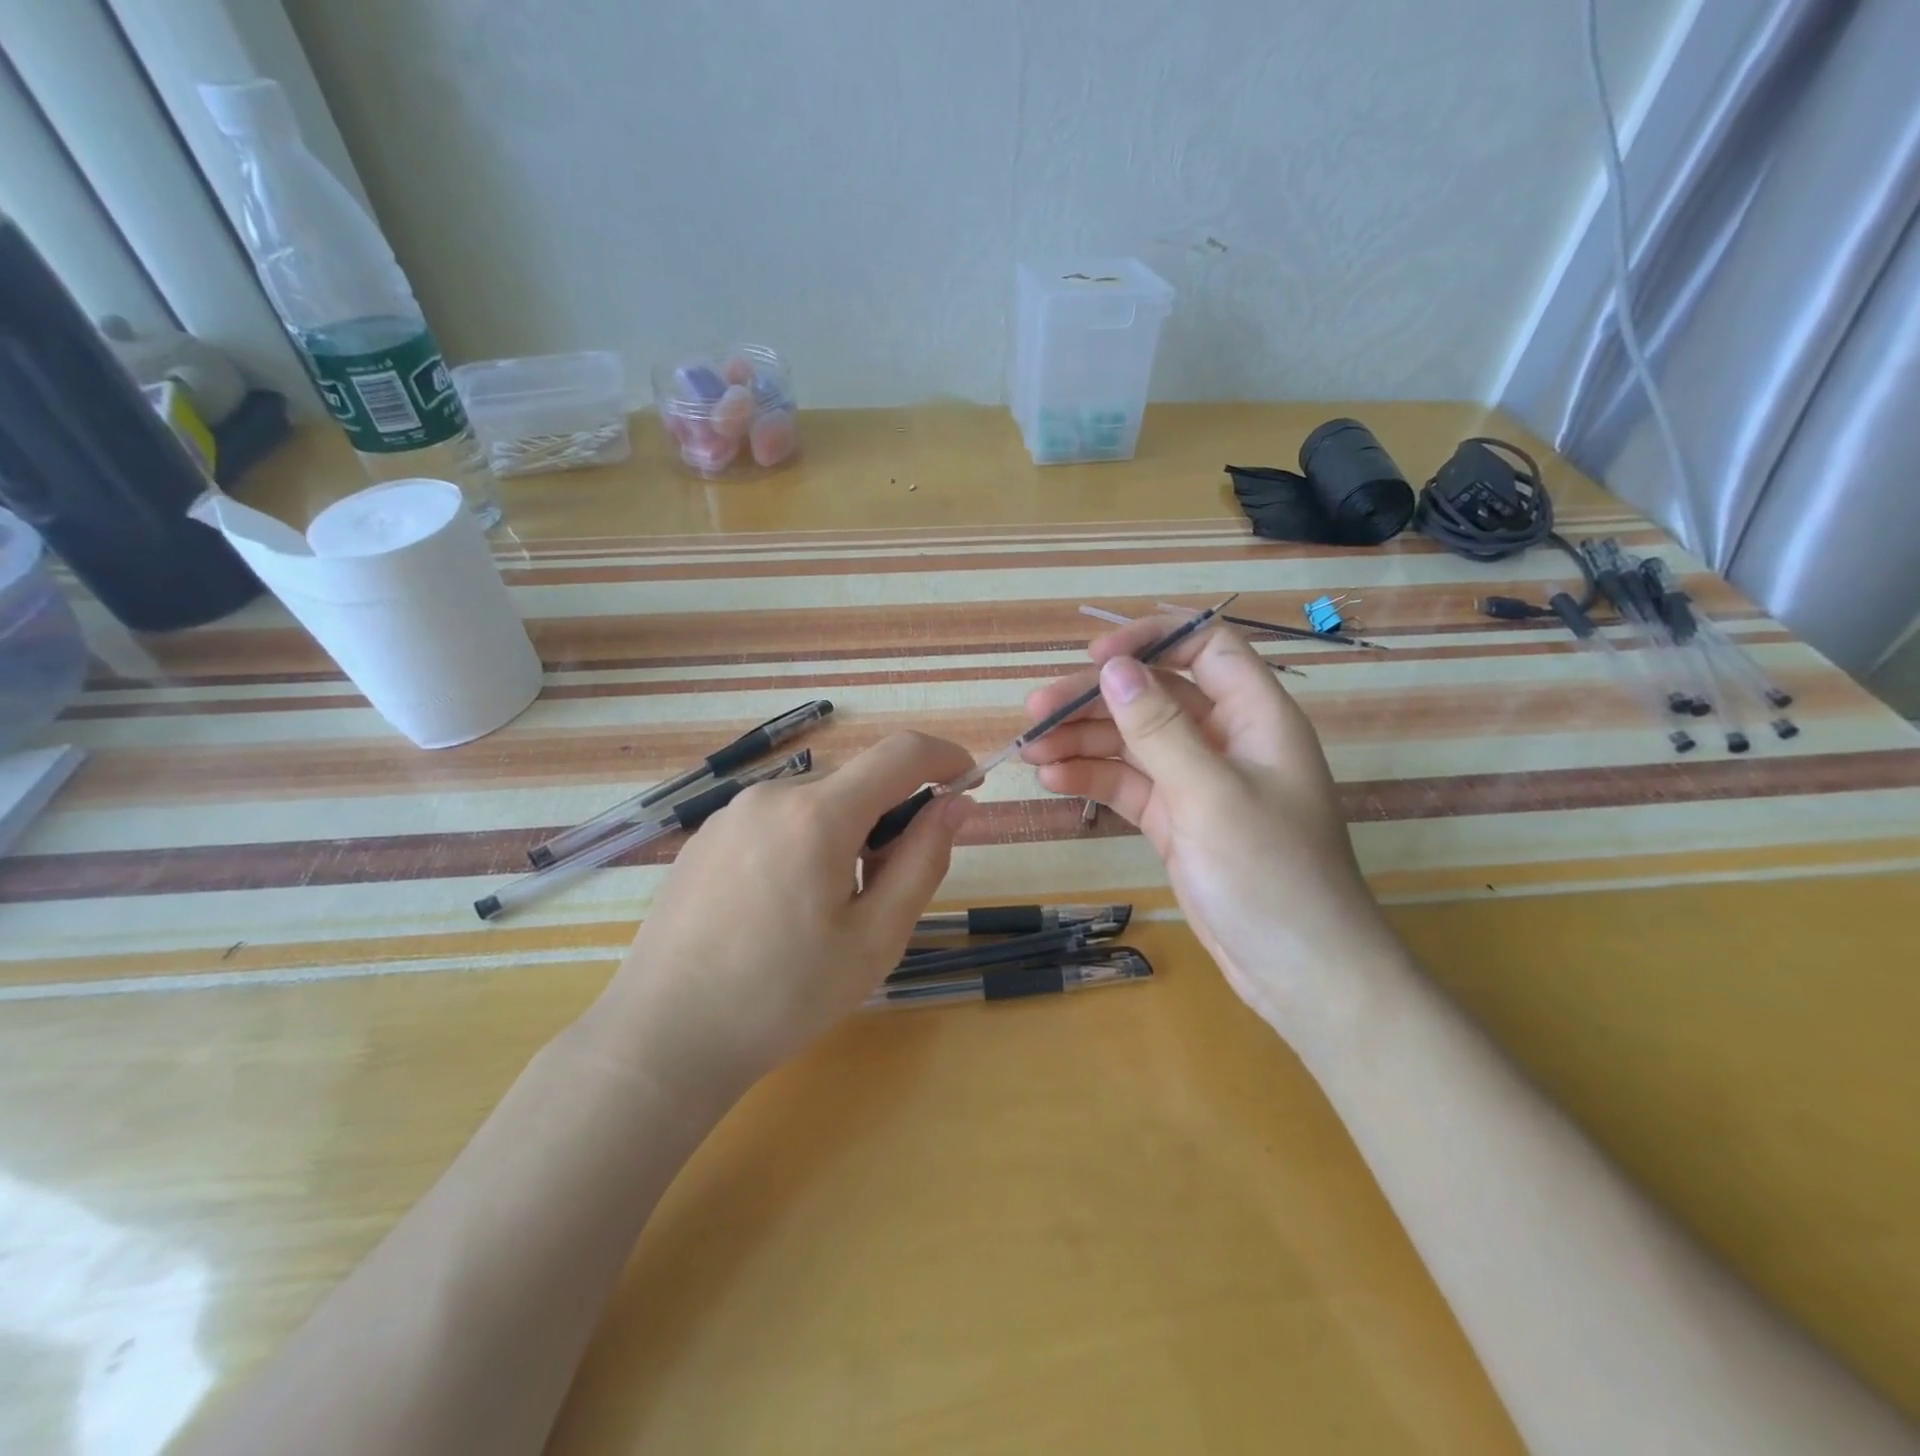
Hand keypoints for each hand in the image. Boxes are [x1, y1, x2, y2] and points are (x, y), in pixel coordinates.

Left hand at [588, 732, 975, 1100]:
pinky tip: (782, 907)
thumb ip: (924, 859)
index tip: (968, 782)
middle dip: (892, 816)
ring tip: (830, 908)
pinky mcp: (706, 837)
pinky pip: (777, 820)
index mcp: (818, 815)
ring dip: (847, 833)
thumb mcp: (876, 937)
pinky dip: (806, 842)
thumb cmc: (784, 995)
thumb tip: (956, 803)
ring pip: (817, 803)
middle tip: (890, 886)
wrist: (664, 1038)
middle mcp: (771, 795)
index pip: (901, 754)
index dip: (945, 757)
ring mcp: (731, 814)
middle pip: (857, 782)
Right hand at [1021, 616, 1397, 1038]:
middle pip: (1154, 695)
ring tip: (1030, 749)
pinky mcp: (1176, 820)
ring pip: (1133, 740)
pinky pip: (1128, 784)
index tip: (1095, 658)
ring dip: (1082, 740)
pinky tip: (1053, 779)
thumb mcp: (1210, 795)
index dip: (1151, 640)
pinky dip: (1092, 778)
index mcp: (1254, 716)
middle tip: (1034, 711)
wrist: (1300, 973)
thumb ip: (1159, 728)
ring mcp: (1198, 781)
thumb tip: (1113, 668)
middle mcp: (1226, 739)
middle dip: (1094, 699)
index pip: (1204, 647)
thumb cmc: (1270, 875)